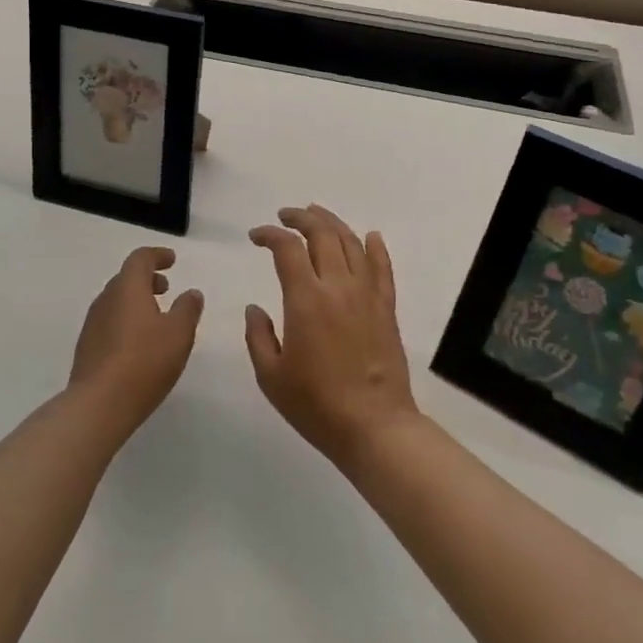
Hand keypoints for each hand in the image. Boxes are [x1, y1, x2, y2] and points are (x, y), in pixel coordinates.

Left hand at [69, 246, 203, 436]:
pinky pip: (110, 322)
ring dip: (136, 301)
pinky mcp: (88, 347)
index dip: (157, 255)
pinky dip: (126, 320)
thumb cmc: (144, 361)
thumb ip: (187, 309)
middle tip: (166, 288)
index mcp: (127, 288)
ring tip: (156, 317)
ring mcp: (93, 324)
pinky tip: (138, 343)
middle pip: (126, 278)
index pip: (140, 259)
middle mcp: (106, 299)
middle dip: (147, 279)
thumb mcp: (179, 334)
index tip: (172, 260)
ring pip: (117, 301)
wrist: (99, 404)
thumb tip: (192, 292)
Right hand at [245, 205, 417, 467]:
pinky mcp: (386, 309)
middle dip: (300, 218)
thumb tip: (255, 308)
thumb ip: (258, 336)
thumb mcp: (271, 376)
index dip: (269, 235)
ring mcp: (367, 295)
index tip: (255, 236)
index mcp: (306, 299)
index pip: (287, 248)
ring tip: (316, 215)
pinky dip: (376, 247)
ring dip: (332, 223)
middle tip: (285, 216)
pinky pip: (383, 268)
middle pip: (322, 234)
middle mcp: (338, 287)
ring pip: (352, 243)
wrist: (375, 427)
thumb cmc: (317, 405)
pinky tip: (371, 236)